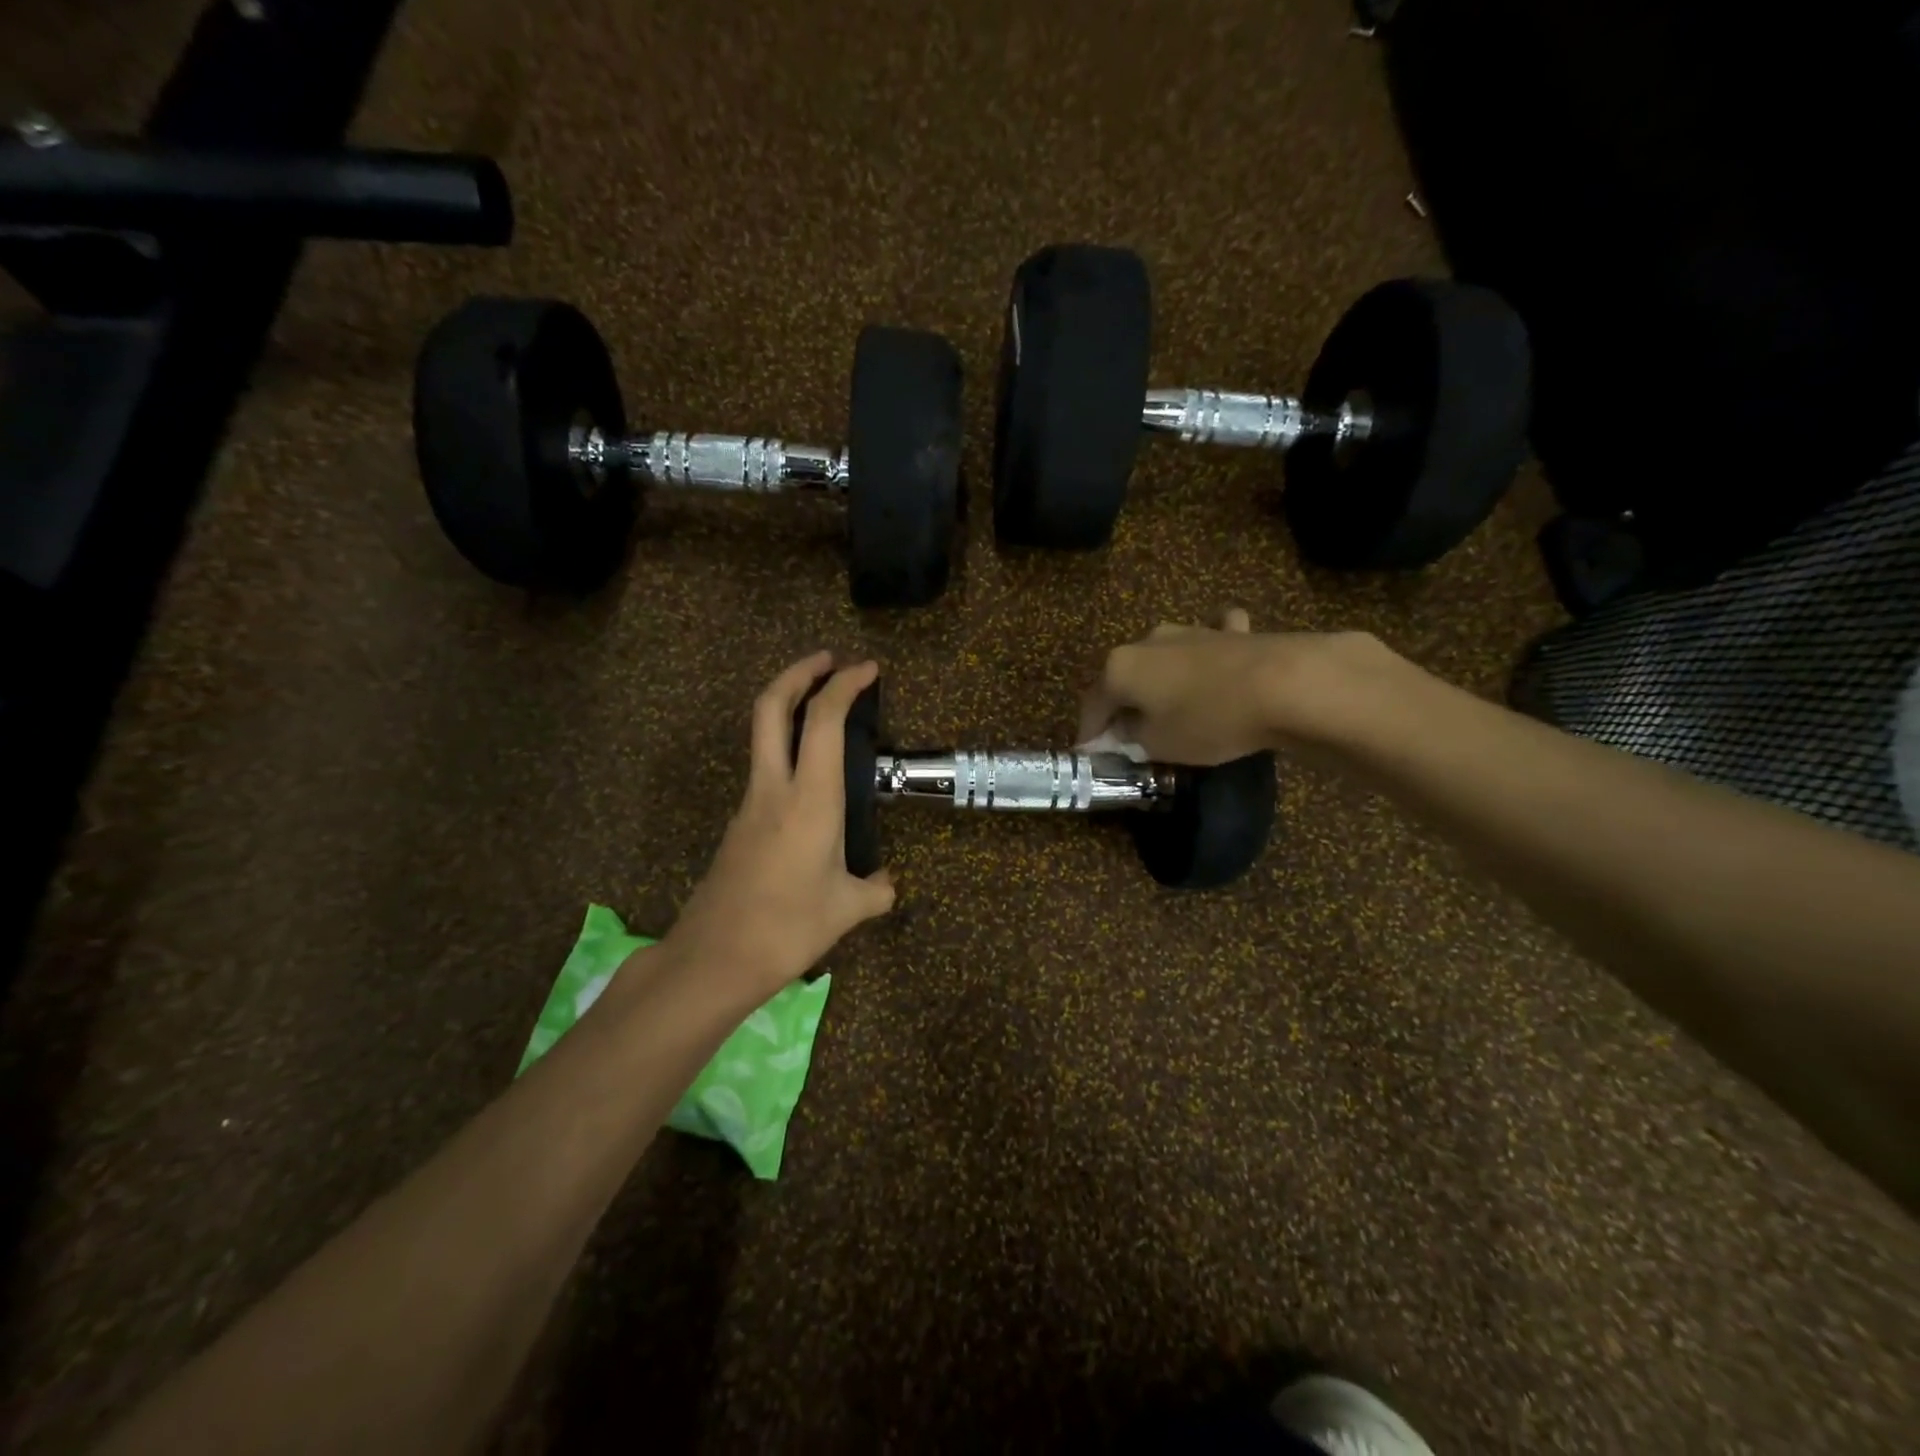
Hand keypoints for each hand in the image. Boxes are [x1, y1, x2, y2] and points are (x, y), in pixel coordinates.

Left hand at [666, 653, 896, 999]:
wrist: (715, 958)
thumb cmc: (788, 927)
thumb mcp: (847, 909)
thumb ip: (875, 890)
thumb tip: (887, 884)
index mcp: (810, 799)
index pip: (823, 720)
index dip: (845, 684)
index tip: (867, 668)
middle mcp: (774, 788)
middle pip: (771, 707)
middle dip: (798, 672)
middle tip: (828, 659)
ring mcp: (750, 804)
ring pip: (761, 735)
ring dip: (788, 707)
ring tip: (823, 710)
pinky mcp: (739, 824)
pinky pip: (764, 769)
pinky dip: (785, 749)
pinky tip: (811, 780)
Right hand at [1078, 609, 1403, 764]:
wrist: (1286, 684)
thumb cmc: (1209, 720)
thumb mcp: (1159, 745)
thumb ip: (1131, 738)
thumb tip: (1124, 731)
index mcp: (1120, 668)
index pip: (1092, 705)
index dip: (1089, 733)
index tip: (1090, 754)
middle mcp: (1146, 641)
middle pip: (1123, 678)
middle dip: (1122, 705)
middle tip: (1126, 734)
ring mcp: (1188, 630)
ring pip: (1161, 660)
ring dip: (1158, 682)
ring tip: (1167, 708)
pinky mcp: (1228, 632)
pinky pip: (1207, 642)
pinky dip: (1205, 654)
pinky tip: (1214, 662)